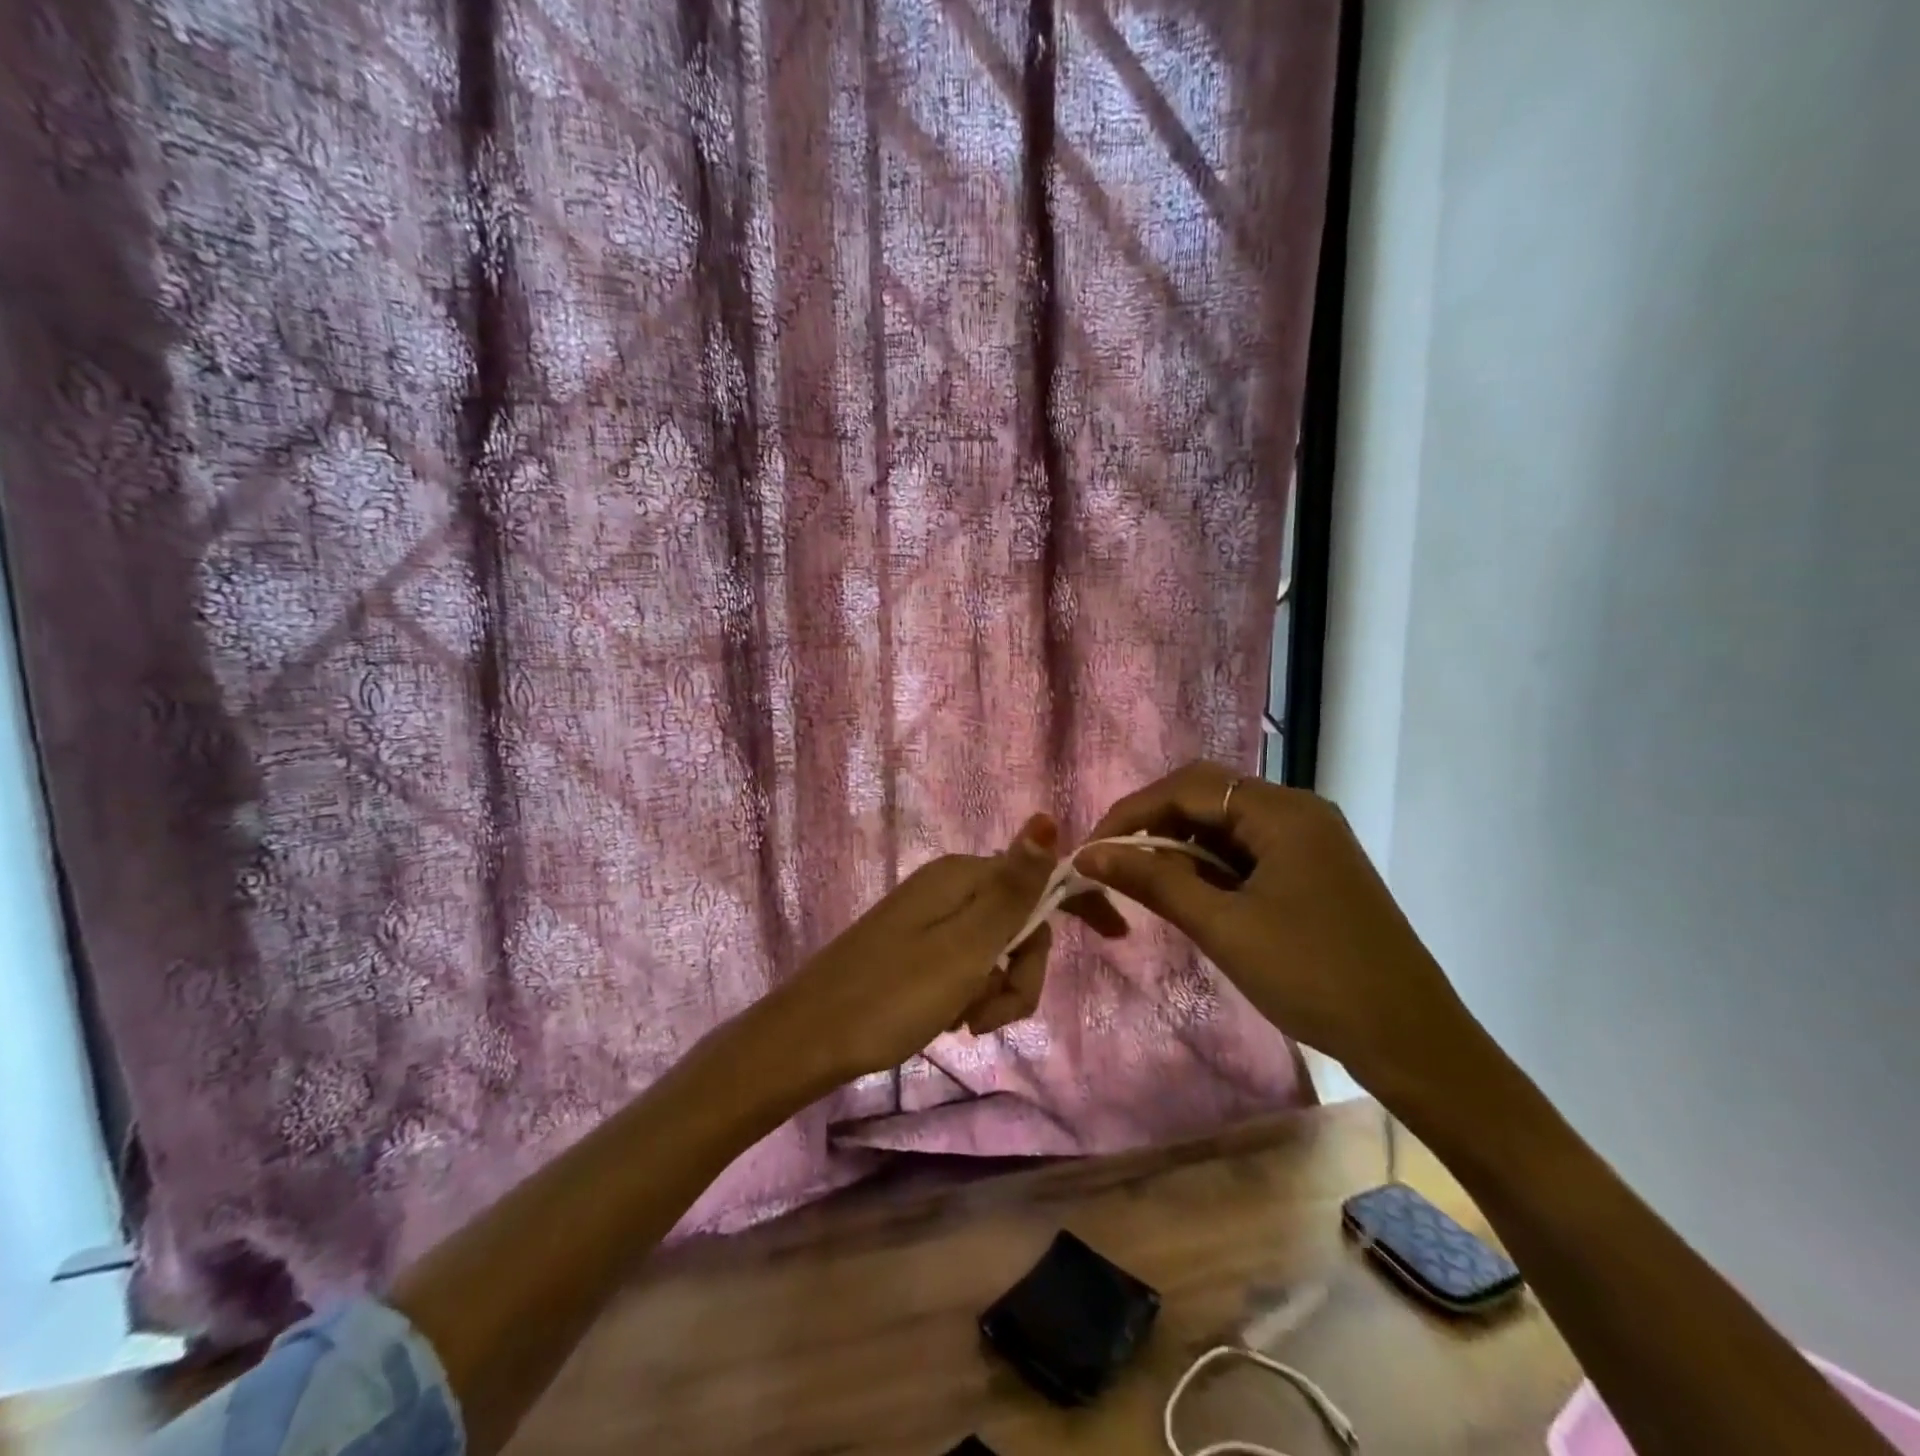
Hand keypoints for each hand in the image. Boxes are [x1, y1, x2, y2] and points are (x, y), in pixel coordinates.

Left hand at [761, 814, 1126, 1087]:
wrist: (807, 1039)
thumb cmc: (891, 996)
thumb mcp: (964, 947)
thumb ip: (1012, 888)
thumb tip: (1048, 817)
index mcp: (961, 877)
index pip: (1041, 876)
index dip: (1080, 902)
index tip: (1117, 937)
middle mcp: (948, 886)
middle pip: (1020, 922)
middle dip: (1021, 973)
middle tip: (990, 1017)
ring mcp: (930, 917)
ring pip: (996, 949)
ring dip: (996, 991)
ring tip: (963, 1025)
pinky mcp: (917, 946)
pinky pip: (968, 964)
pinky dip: (971, 994)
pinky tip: (948, 1021)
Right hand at [1076, 761, 1478, 1097]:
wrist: (1412, 1041)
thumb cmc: (1314, 977)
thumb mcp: (1224, 927)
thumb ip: (1155, 881)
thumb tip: (1089, 855)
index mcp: (1282, 812)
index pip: (1187, 788)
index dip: (1131, 814)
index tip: (1091, 851)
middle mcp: (1297, 811)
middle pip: (1207, 796)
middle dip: (1153, 825)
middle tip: (1112, 863)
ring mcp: (1310, 839)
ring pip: (1226, 824)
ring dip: (1180, 846)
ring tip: (1142, 882)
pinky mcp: (1313, 868)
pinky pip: (1247, 849)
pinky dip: (1210, 865)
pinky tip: (1189, 893)